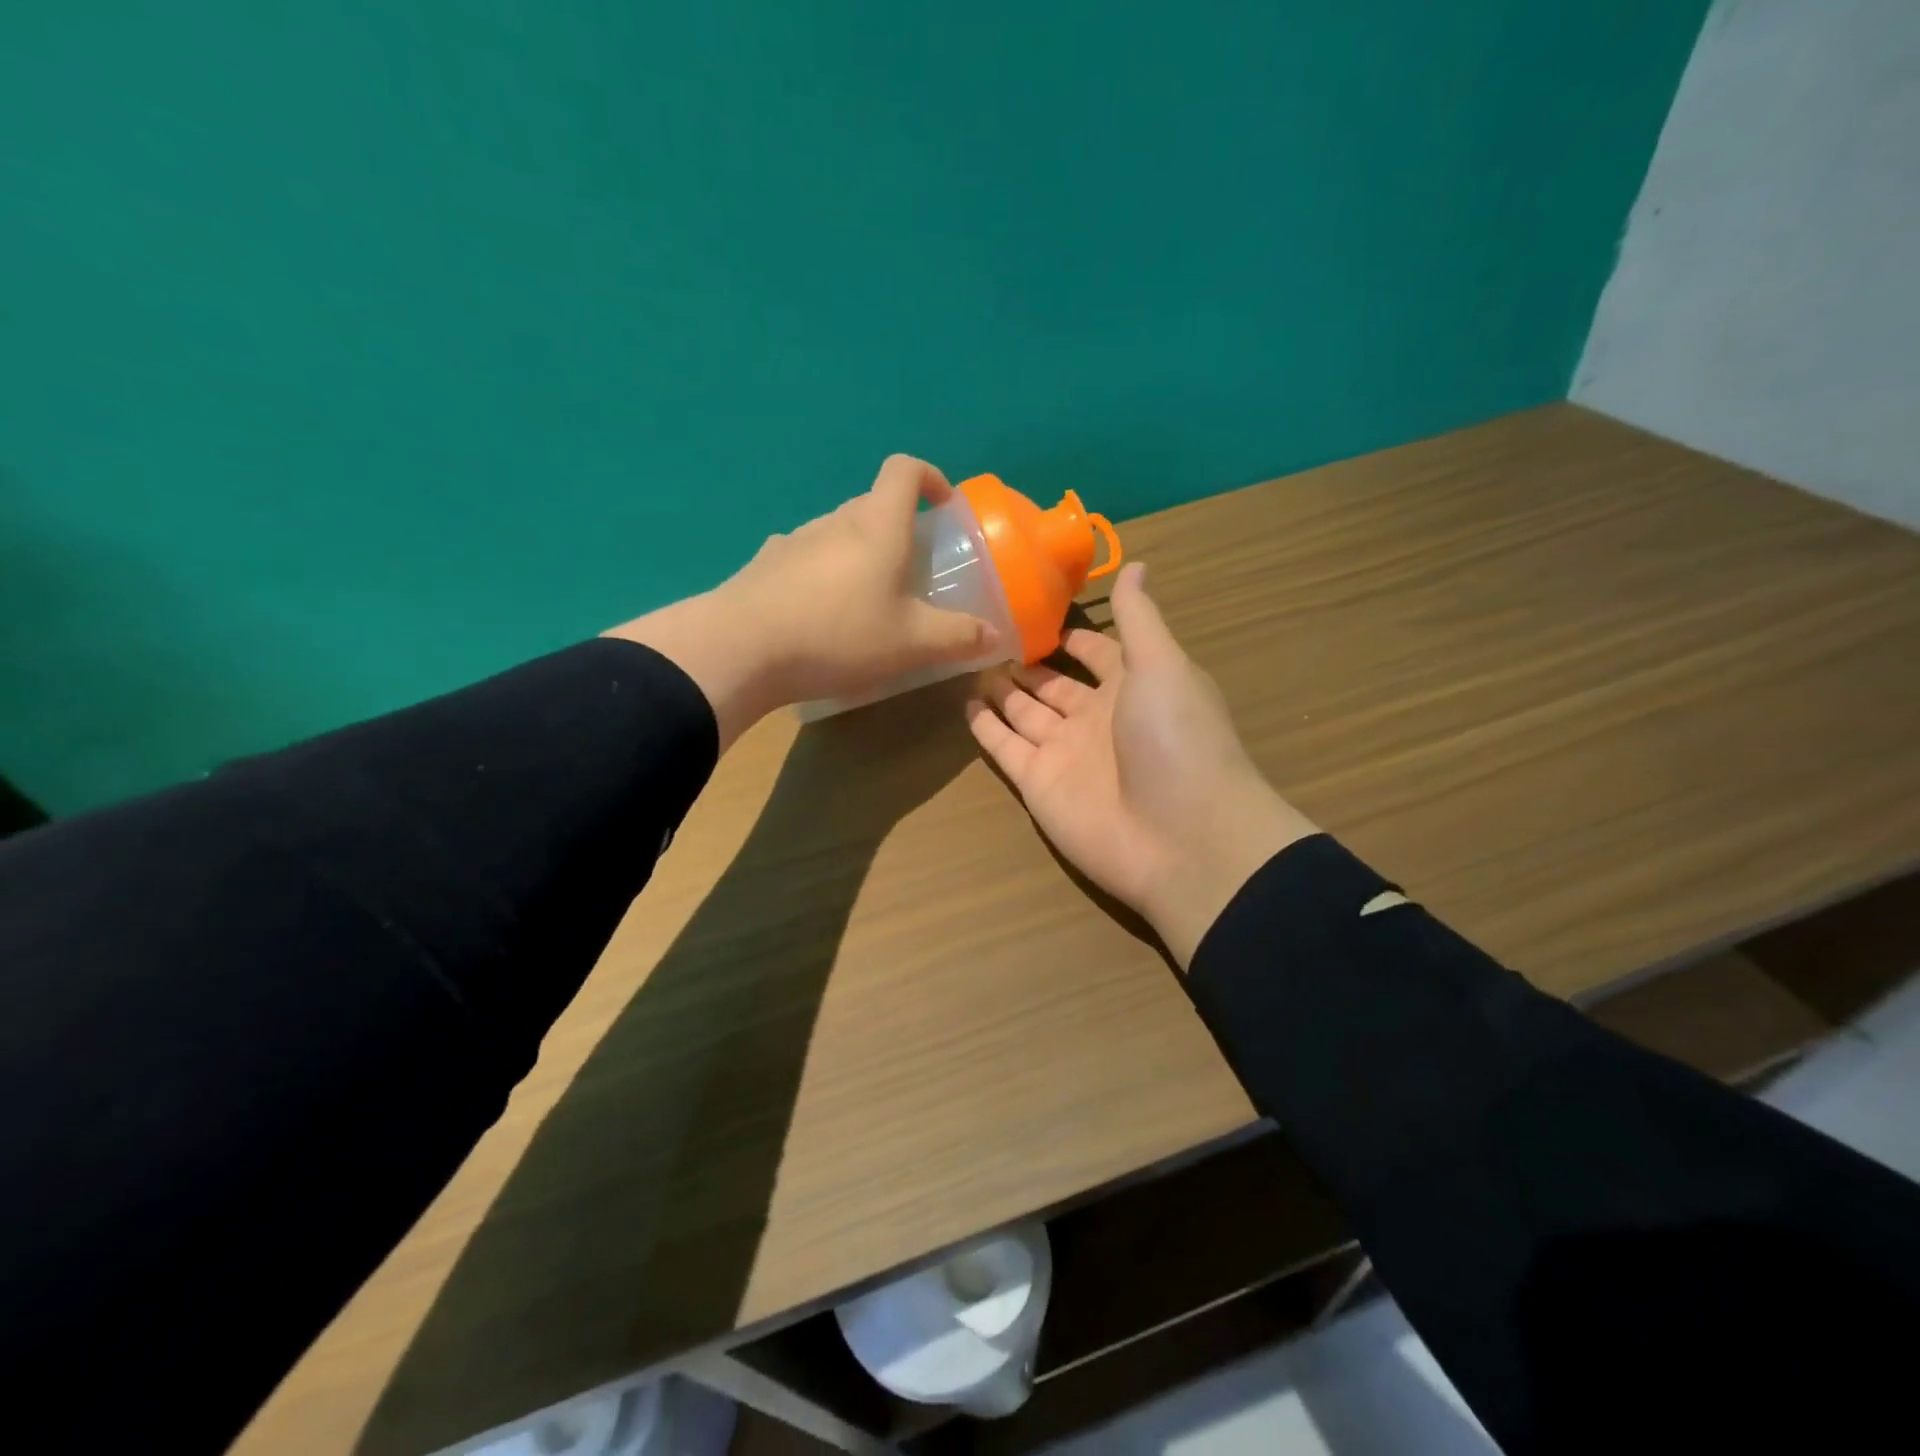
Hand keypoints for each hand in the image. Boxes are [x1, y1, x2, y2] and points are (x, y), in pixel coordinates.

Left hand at [609, 456, 996, 747]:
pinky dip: (821, 574)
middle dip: (897, 527)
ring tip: (864, 600)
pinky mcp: (763, 566)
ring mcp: (792, 541)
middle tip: (911, 569)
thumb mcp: (911, 643)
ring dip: (857, 553)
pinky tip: (818, 614)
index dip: (929, 477)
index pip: (904, 470)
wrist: (741, 649)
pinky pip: (804, 559)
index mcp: (877, 525)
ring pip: (836, 533)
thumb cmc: (839, 635)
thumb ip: (958, 636)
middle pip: (871, 504)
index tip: (943, 506)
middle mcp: (834, 521)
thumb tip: (994, 635)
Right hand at [966, 562, 1316, 966]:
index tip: (1035, 612)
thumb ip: (1139, 617)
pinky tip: (963, 704)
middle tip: (985, 634)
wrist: (1181, 838)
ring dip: (1000, 690)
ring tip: (967, 659)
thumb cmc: (1177, 740)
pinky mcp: (1037, 784)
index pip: (1095, 653)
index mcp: (1132, 687)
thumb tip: (1139, 563)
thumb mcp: (1163, 665)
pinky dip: (986, 728)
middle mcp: (1096, 718)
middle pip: (1053, 685)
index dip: (1071, 636)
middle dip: (1025, 662)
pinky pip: (1005, 748)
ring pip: (1024, 713)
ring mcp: (1064, 753)